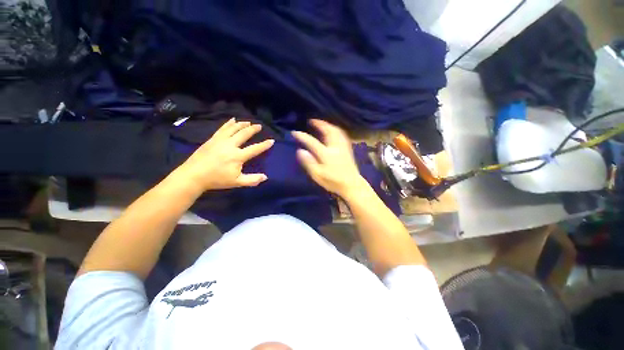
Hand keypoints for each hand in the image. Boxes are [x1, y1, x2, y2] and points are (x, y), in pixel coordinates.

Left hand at [175, 118, 273, 192]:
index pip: (255, 149)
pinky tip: (232, 120)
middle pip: (244, 134)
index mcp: (238, 156)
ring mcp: (220, 140)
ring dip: (242, 124)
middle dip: (253, 129)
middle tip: (259, 126)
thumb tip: (265, 177)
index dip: (264, 145)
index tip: (271, 140)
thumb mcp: (237, 182)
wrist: (193, 175)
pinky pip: (222, 128)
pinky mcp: (212, 139)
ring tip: (248, 122)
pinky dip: (228, 123)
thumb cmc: (217, 180)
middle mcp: (230, 145)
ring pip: (233, 129)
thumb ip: (252, 180)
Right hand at [292, 119, 366, 197]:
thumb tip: (300, 151)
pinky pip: (342, 135)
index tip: (294, 132)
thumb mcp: (318, 175)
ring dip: (328, 125)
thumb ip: (309, 162)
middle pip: (327, 131)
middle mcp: (335, 147)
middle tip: (312, 121)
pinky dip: (336, 130)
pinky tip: (333, 131)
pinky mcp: (348, 149)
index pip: (312, 142)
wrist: (352, 185)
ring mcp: (343, 147)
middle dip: (319, 124)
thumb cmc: (333, 182)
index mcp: (326, 154)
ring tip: (321, 124)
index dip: (302, 136)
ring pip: (336, 131)